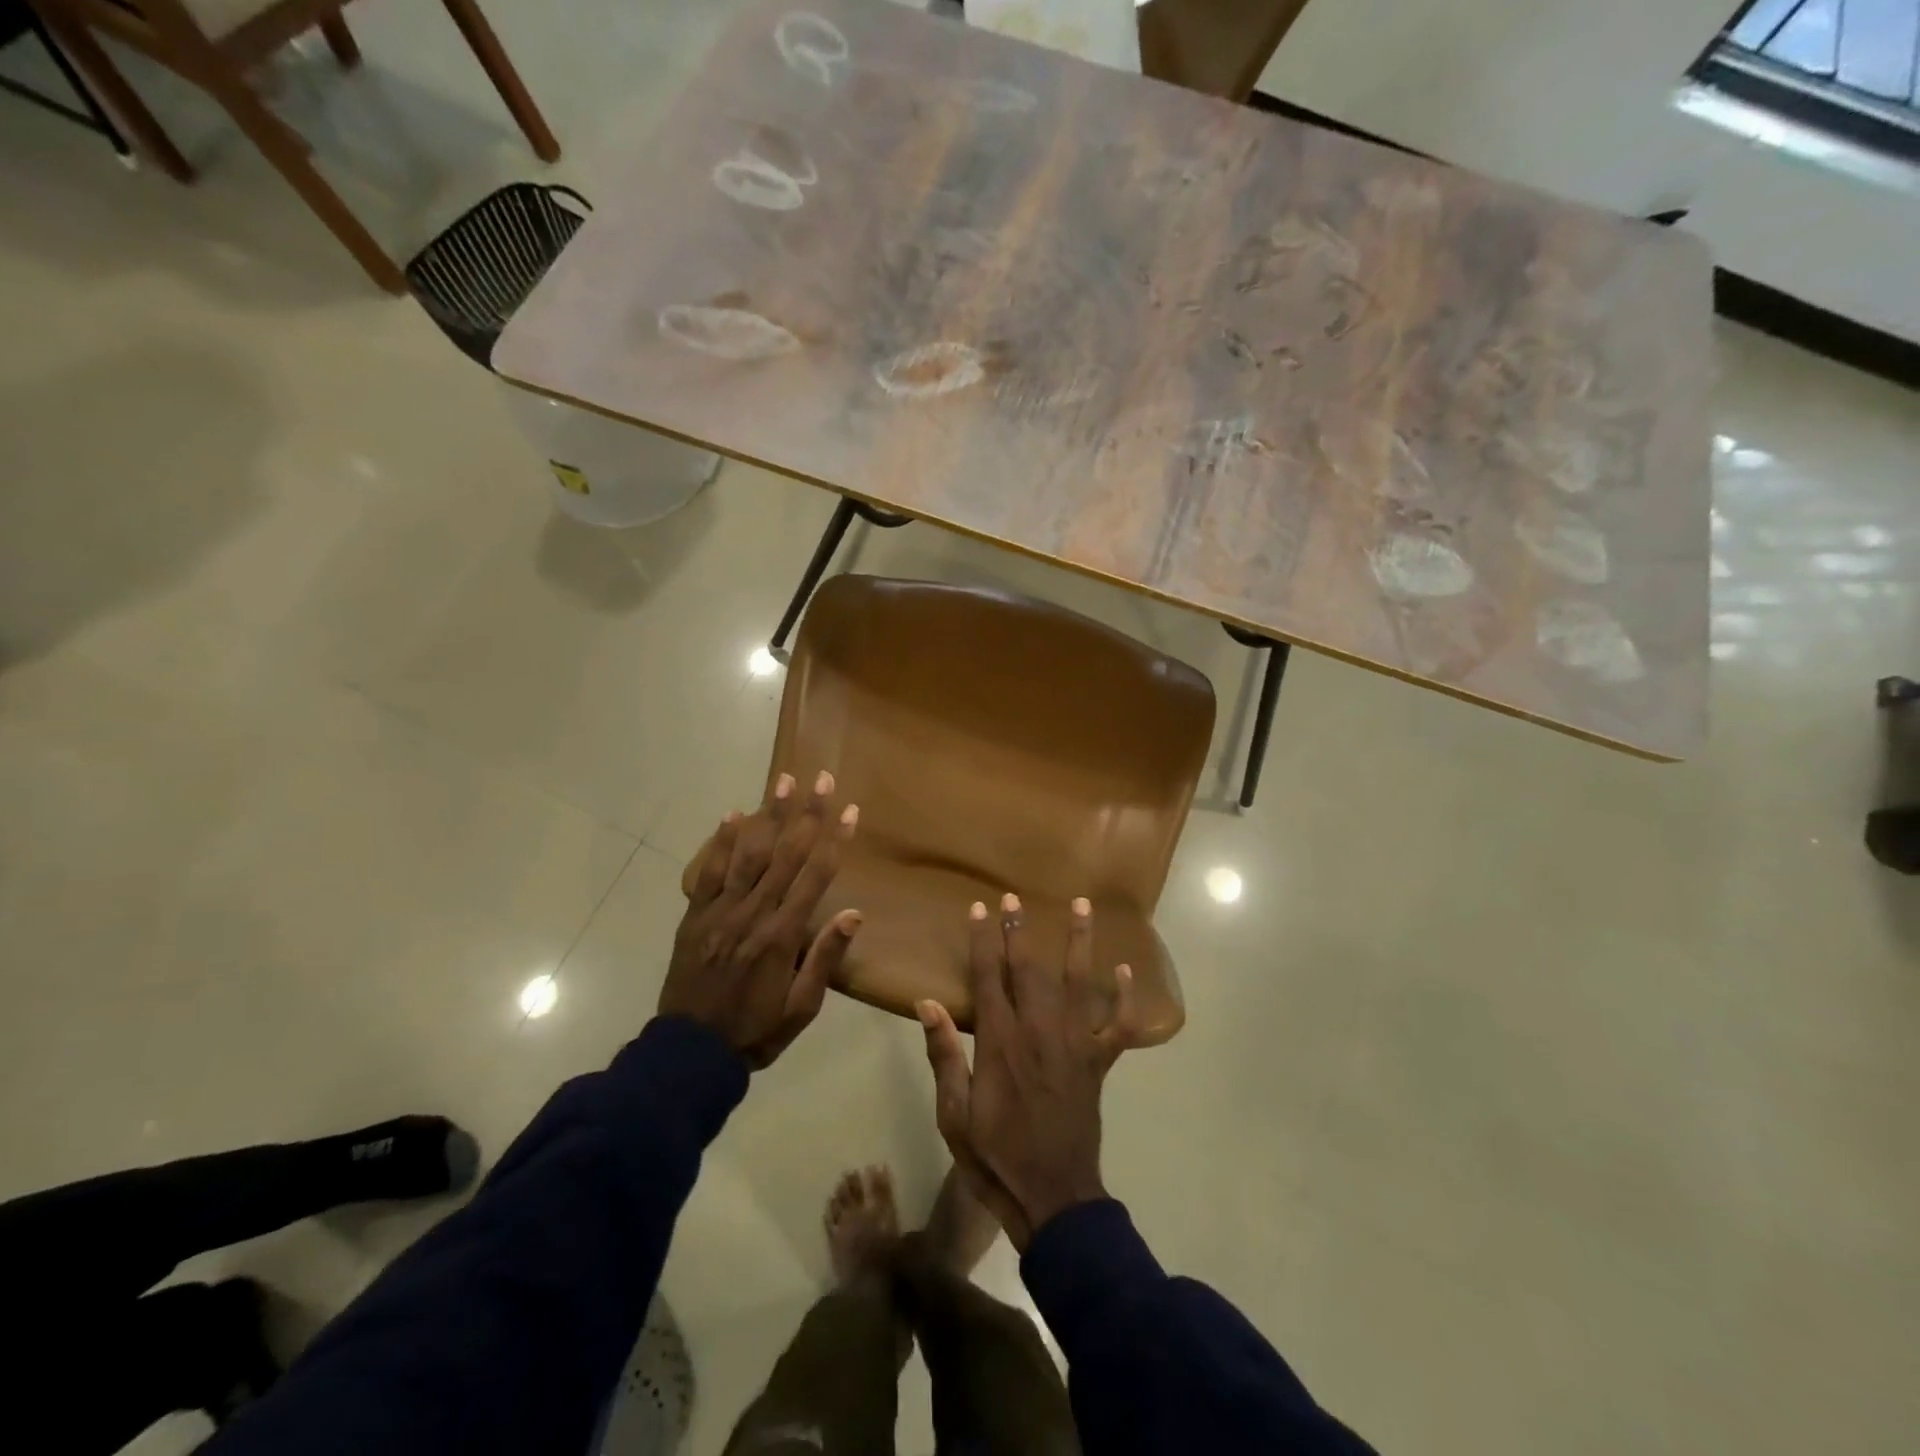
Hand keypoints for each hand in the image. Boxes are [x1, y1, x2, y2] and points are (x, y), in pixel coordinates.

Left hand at [662, 770, 860, 1068]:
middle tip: (822, 780)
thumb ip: (825, 958)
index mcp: (782, 936)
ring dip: (769, 815)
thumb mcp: (801, 1008)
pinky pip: (710, 871)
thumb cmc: (755, 1031)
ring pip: (750, 854)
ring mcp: (720, 911)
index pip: (816, 876)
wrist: (689, 1053)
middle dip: (807, 814)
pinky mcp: (696, 916)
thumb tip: (854, 913)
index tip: (850, 811)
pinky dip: (722, 842)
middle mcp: (753, 913)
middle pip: (786, 854)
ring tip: (782, 781)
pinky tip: (733, 815)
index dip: (835, 841)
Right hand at [917, 894, 1137, 1248]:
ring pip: (1078, 982)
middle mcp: (1039, 1031)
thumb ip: (944, 1055)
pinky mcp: (1098, 1062)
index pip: (989, 976)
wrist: (1053, 1197)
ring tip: (1081, 905)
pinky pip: (1117, 1025)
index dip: (983, 940)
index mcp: (1000, 1041)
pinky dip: (1125, 998)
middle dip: (1020, 930)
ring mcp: (1074, 1043)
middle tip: (1014, 897)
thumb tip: (927, 1004)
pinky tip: (1127, 971)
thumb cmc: (995, 1156)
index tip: (979, 908)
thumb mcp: (953, 1113)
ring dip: (1079, 942)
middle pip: (1029, 969)